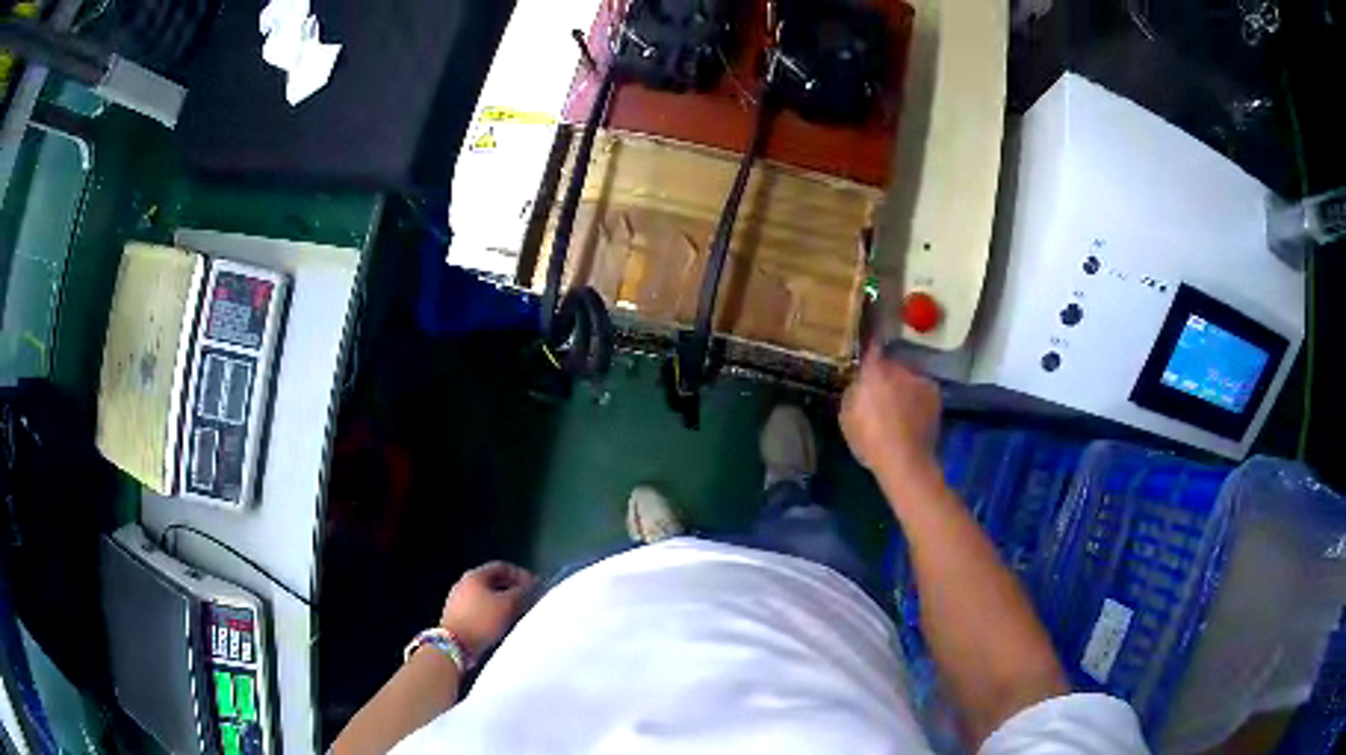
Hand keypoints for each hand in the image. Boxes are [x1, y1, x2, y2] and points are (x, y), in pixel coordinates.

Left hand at [440, 561, 536, 658]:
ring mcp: (458, 600)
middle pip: (494, 581)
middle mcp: (464, 583)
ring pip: (487, 596)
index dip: (521, 574)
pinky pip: (480, 608)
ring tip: (518, 614)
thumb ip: (523, 593)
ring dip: (504, 602)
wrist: (455, 644)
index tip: (535, 586)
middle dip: (514, 589)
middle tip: (529, 600)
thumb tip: (532, 587)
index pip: (502, 566)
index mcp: (475, 575)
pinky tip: (502, 624)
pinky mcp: (457, 615)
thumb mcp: (508, 605)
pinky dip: (494, 612)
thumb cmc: (482, 621)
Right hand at [841, 349, 940, 476]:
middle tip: (880, 392)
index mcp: (874, 370)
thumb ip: (853, 391)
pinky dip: (917, 397)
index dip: (868, 352)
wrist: (904, 460)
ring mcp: (920, 379)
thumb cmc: (869, 439)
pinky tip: (913, 414)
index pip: (871, 348)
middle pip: (891, 365)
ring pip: (908, 377)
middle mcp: (899, 368)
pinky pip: (922, 389)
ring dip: (903, 385)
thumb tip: (859, 383)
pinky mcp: (935, 394)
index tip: (866, 357)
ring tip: (899, 406)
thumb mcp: (846, 416)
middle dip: (886, 375)